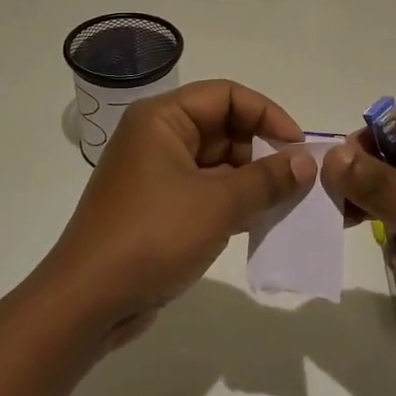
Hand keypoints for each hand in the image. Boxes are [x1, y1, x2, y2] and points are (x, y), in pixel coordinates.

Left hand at [41, 81, 315, 347]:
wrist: (89, 301)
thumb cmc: (152, 236)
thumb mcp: (217, 204)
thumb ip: (266, 179)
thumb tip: (306, 162)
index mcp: (162, 118)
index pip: (226, 95)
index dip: (267, 114)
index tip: (298, 147)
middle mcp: (158, 137)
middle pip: (223, 127)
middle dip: (262, 150)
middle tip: (298, 180)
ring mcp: (157, 174)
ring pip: (218, 163)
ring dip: (252, 180)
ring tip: (288, 203)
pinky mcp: (160, 208)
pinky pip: (206, 192)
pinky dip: (234, 202)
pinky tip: (262, 222)